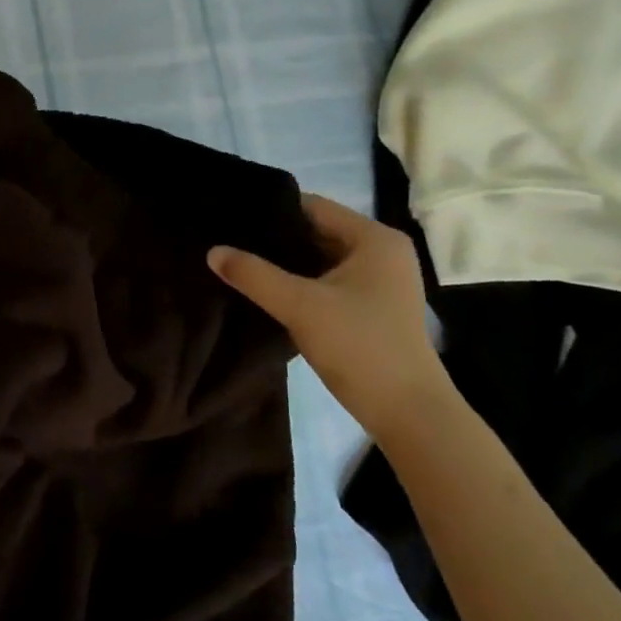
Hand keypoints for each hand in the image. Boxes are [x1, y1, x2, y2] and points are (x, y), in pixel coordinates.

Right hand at [208, 194, 445, 441]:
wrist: (408, 414)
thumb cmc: (360, 347)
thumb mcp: (299, 306)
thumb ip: (253, 274)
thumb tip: (212, 251)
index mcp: (374, 238)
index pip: (313, 206)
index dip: (272, 211)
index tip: (232, 219)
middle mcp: (382, 252)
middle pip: (317, 231)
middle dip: (276, 238)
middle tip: (230, 241)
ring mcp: (381, 281)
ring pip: (321, 258)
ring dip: (287, 263)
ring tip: (242, 263)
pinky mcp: (374, 306)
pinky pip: (329, 280)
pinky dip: (301, 282)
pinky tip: (268, 290)